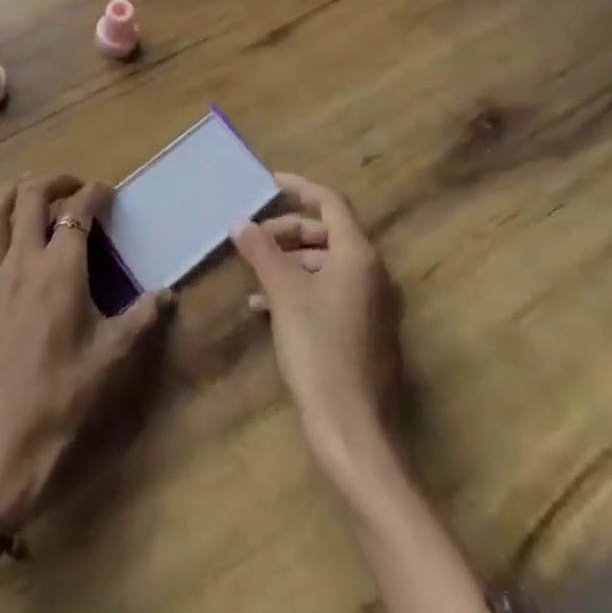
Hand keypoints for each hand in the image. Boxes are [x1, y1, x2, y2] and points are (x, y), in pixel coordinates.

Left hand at [0, 175, 172, 527]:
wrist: (0, 451)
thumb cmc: (62, 402)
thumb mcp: (112, 360)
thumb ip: (142, 320)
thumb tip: (168, 294)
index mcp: (61, 269)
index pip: (78, 211)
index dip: (94, 193)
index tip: (107, 194)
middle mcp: (21, 262)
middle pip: (29, 197)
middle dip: (52, 181)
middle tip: (70, 186)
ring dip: (7, 193)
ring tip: (25, 189)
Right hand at [232, 172, 402, 479]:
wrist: (353, 430)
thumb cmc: (319, 350)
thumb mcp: (284, 294)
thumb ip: (262, 252)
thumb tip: (239, 222)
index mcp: (359, 256)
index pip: (331, 203)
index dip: (300, 188)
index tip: (269, 182)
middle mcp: (372, 274)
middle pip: (327, 233)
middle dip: (288, 230)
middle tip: (254, 237)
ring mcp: (371, 305)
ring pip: (326, 264)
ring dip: (289, 262)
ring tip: (254, 273)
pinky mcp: (364, 332)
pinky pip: (330, 292)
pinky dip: (300, 289)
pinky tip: (265, 307)